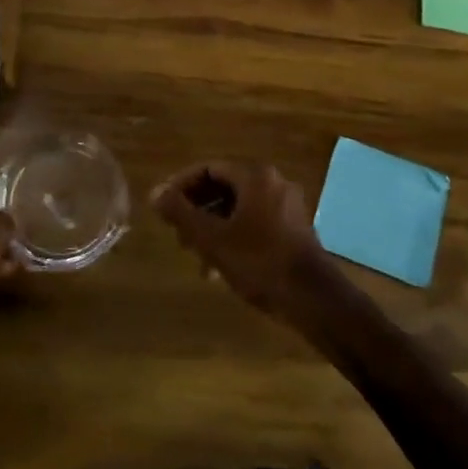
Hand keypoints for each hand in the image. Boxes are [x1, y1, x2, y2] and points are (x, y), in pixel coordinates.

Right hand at [151, 160, 334, 319]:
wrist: (313, 299)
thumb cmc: (259, 262)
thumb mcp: (212, 238)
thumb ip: (180, 213)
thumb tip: (154, 192)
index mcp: (255, 176)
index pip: (208, 168)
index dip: (181, 185)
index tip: (163, 207)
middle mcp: (274, 182)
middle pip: (224, 187)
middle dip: (197, 210)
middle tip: (178, 235)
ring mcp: (287, 206)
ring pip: (238, 208)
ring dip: (212, 227)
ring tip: (195, 256)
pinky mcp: (294, 229)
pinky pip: (255, 222)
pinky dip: (233, 236)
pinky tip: (219, 267)